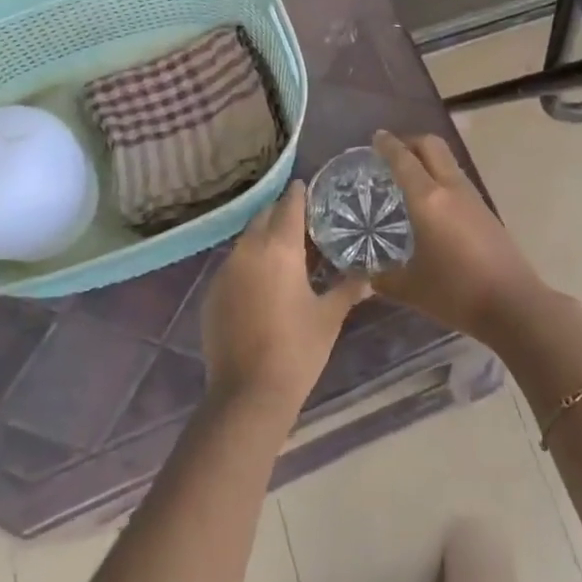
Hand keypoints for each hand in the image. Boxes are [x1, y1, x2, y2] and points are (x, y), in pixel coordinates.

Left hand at [201, 181, 368, 413]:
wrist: (248, 394)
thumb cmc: (297, 349)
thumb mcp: (329, 316)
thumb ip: (349, 288)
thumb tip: (369, 276)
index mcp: (278, 248)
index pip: (289, 205)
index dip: (300, 193)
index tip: (309, 186)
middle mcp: (247, 250)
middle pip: (263, 217)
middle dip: (281, 214)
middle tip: (303, 223)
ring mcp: (225, 271)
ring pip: (246, 241)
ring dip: (264, 239)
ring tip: (286, 253)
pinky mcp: (212, 294)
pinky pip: (233, 265)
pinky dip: (249, 264)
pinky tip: (263, 283)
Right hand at [372, 130, 547, 341]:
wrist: (513, 304)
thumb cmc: (456, 292)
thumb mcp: (411, 288)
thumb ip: (382, 277)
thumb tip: (364, 274)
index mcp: (428, 199)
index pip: (404, 159)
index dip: (388, 145)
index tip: (376, 137)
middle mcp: (451, 188)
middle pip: (432, 145)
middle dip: (410, 142)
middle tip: (391, 154)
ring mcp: (472, 197)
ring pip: (447, 161)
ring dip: (427, 158)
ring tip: (408, 177)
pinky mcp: (485, 210)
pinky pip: (456, 179)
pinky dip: (439, 176)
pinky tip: (431, 202)